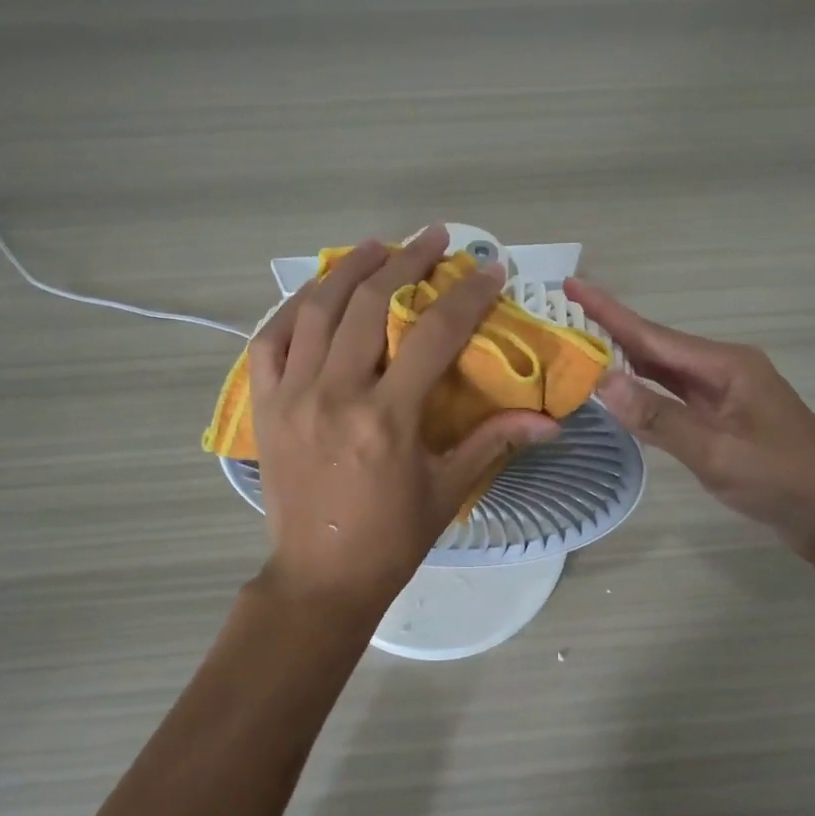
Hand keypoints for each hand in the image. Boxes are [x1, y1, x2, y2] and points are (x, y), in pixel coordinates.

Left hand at [248, 229, 560, 623]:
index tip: (489, 268)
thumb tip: (551, 421)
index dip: (466, 294)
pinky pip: (269, 339)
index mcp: (387, 418)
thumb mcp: (448, 489)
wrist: (319, 578)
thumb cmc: (391, 538)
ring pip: (317, 309)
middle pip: (370, 303)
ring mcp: (291, 395)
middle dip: (407, 260)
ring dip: (349, 268)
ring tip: (378, 246)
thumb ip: (494, 441)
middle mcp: (335, 394)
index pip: (433, 333)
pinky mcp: (263, 405)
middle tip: (435, 238)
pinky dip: (293, 307)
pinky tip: (316, 291)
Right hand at [566, 279, 814, 561]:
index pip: (653, 335)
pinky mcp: (727, 417)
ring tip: (584, 343)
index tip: (572, 284)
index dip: (609, 311)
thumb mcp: (716, 453)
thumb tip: (602, 381)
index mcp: (726, 365)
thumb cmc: (781, 482)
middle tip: (566, 313)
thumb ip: (658, 417)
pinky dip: (646, 388)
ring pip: (666, 369)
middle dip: (612, 329)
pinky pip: (676, 393)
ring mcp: (727, 393)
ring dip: (627, 358)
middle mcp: (725, 369)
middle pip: (658, 345)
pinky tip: (624, 389)